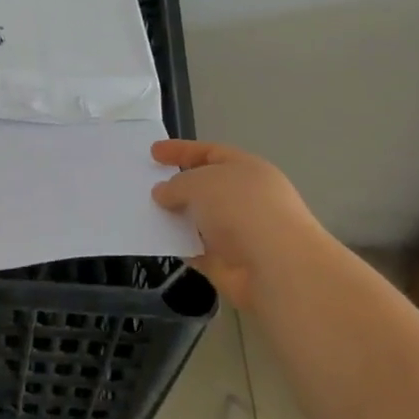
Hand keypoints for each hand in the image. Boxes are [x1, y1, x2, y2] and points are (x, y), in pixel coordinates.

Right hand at [150, 140, 334, 310]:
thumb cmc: (242, 209)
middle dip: (177, 185)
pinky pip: (195, 248)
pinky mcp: (228, 263)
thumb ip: (177, 184)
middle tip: (145, 184)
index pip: (210, 153)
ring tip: (142, 212)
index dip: (181, 150)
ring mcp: (238, 232)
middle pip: (205, 186)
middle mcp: (245, 198)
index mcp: (247, 169)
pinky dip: (178, 244)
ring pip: (199, 219)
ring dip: (175, 216)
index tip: (153, 152)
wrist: (276, 268)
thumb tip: (163, 193)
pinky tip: (155, 240)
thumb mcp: (201, 183)